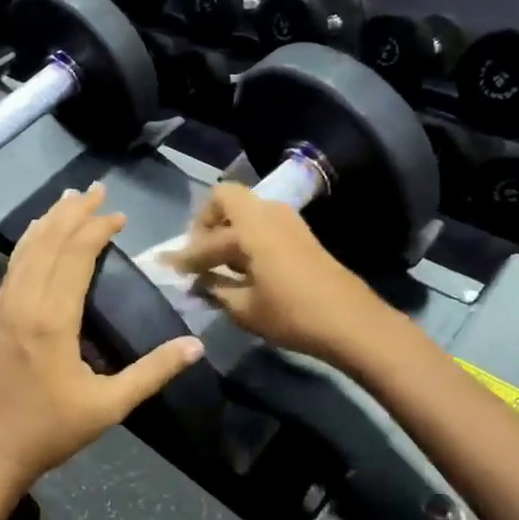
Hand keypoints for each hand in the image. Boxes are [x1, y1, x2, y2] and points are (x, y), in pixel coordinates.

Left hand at [0, 185, 202, 487]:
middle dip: (73, 213)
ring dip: (48, 221)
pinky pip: (13, 267)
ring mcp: (3, 309)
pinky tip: (34, 237)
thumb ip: (152, 373)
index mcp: (52, 320)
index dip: (97, 229)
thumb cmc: (48, 432)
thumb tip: (196, 346)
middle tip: (96, 189)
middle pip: (48, 242)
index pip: (75, 256)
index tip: (119, 216)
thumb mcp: (108, 407)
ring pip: (26, 250)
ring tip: (67, 199)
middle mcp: (24, 303)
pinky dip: (28, 243)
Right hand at [163, 184, 390, 367]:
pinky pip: (261, 221)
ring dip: (226, 227)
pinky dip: (245, 235)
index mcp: (250, 229)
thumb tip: (198, 282)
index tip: (167, 267)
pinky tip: (242, 266)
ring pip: (245, 208)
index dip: (184, 256)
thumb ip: (215, 290)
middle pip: (225, 198)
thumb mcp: (245, 309)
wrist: (351, 321)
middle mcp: (267, 214)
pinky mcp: (299, 233)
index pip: (206, 240)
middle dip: (205, 221)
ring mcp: (287, 220)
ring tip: (217, 262)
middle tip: (198, 252)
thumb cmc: (293, 315)